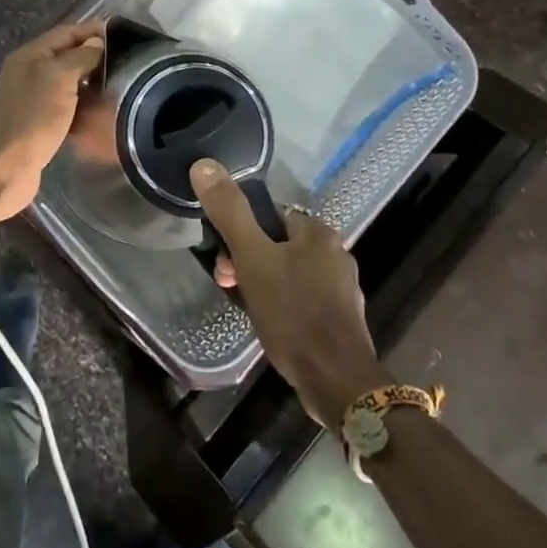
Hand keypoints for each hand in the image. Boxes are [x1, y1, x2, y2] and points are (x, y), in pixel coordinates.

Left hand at [0, 21, 104, 221]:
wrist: (4, 167)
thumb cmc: (32, 117)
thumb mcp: (59, 78)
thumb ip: (79, 57)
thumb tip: (96, 42)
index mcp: (30, 56)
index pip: (65, 33)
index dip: (91, 30)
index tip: (119, 32)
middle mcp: (27, 73)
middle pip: (64, 57)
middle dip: (91, 56)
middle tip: (124, 60)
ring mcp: (30, 100)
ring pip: (64, 84)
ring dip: (88, 83)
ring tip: (118, 84)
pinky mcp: (36, 125)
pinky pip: (63, 108)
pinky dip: (80, 107)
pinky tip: (100, 113)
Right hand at [190, 159, 387, 424]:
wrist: (337, 382)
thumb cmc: (293, 313)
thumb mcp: (253, 257)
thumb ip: (230, 212)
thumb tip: (205, 164)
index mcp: (318, 233)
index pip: (272, 215)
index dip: (243, 232)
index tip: (225, 258)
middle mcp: (336, 254)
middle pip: (279, 245)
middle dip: (249, 261)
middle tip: (228, 284)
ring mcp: (341, 289)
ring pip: (290, 274)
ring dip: (263, 284)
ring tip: (246, 308)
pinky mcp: (341, 320)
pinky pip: (302, 300)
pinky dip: (283, 306)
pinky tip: (271, 326)